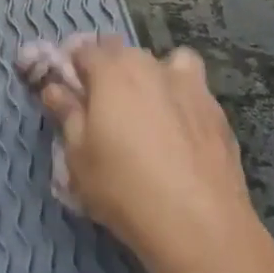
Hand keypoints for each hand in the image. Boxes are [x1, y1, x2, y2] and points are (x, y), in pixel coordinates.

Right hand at [35, 40, 267, 272]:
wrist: (198, 222)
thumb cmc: (123, 187)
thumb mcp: (78, 156)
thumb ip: (68, 115)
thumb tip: (55, 89)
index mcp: (113, 71)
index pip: (85, 50)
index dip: (73, 66)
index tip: (68, 89)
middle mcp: (152, 66)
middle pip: (125, 53)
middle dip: (110, 70)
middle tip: (102, 106)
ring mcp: (191, 85)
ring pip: (166, 63)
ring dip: (152, 75)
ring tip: (147, 110)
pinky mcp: (217, 110)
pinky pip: (193, 91)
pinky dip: (181, 100)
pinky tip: (179, 133)